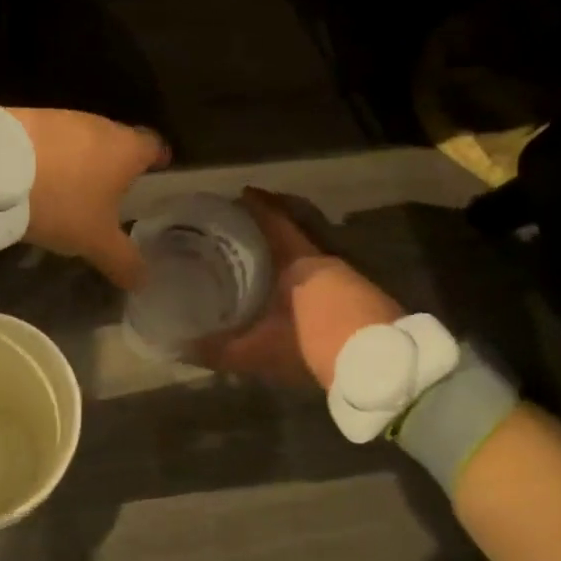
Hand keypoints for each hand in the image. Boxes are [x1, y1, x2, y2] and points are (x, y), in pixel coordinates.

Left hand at [7, 108, 169, 289]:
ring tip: (68, 193)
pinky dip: (50, 157)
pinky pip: (50, 140)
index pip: (156, 147)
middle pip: (119, 143)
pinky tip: (36, 181)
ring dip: (79, 163)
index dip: (158, 164)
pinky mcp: (30, 117)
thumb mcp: (95, 241)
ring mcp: (64, 117)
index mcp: (127, 148)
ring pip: (83, 141)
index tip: (153, 181)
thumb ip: (123, 260)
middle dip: (115, 168)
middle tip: (109, 198)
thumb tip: (144, 280)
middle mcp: (101, 124)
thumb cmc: (60, 201)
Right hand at [196, 189, 404, 388]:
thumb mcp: (261, 351)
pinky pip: (324, 272)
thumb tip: (181, 348)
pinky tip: (292, 291)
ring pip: (310, 253)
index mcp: (298, 260)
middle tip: (241, 230)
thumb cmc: (314, 344)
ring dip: (288, 253)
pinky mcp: (362, 295)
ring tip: (261, 261)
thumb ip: (221, 350)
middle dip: (268, 229)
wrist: (379, 365)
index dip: (256, 205)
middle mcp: (323, 260)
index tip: (237, 196)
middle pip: (293, 232)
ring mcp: (347, 276)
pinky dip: (304, 273)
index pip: (274, 219)